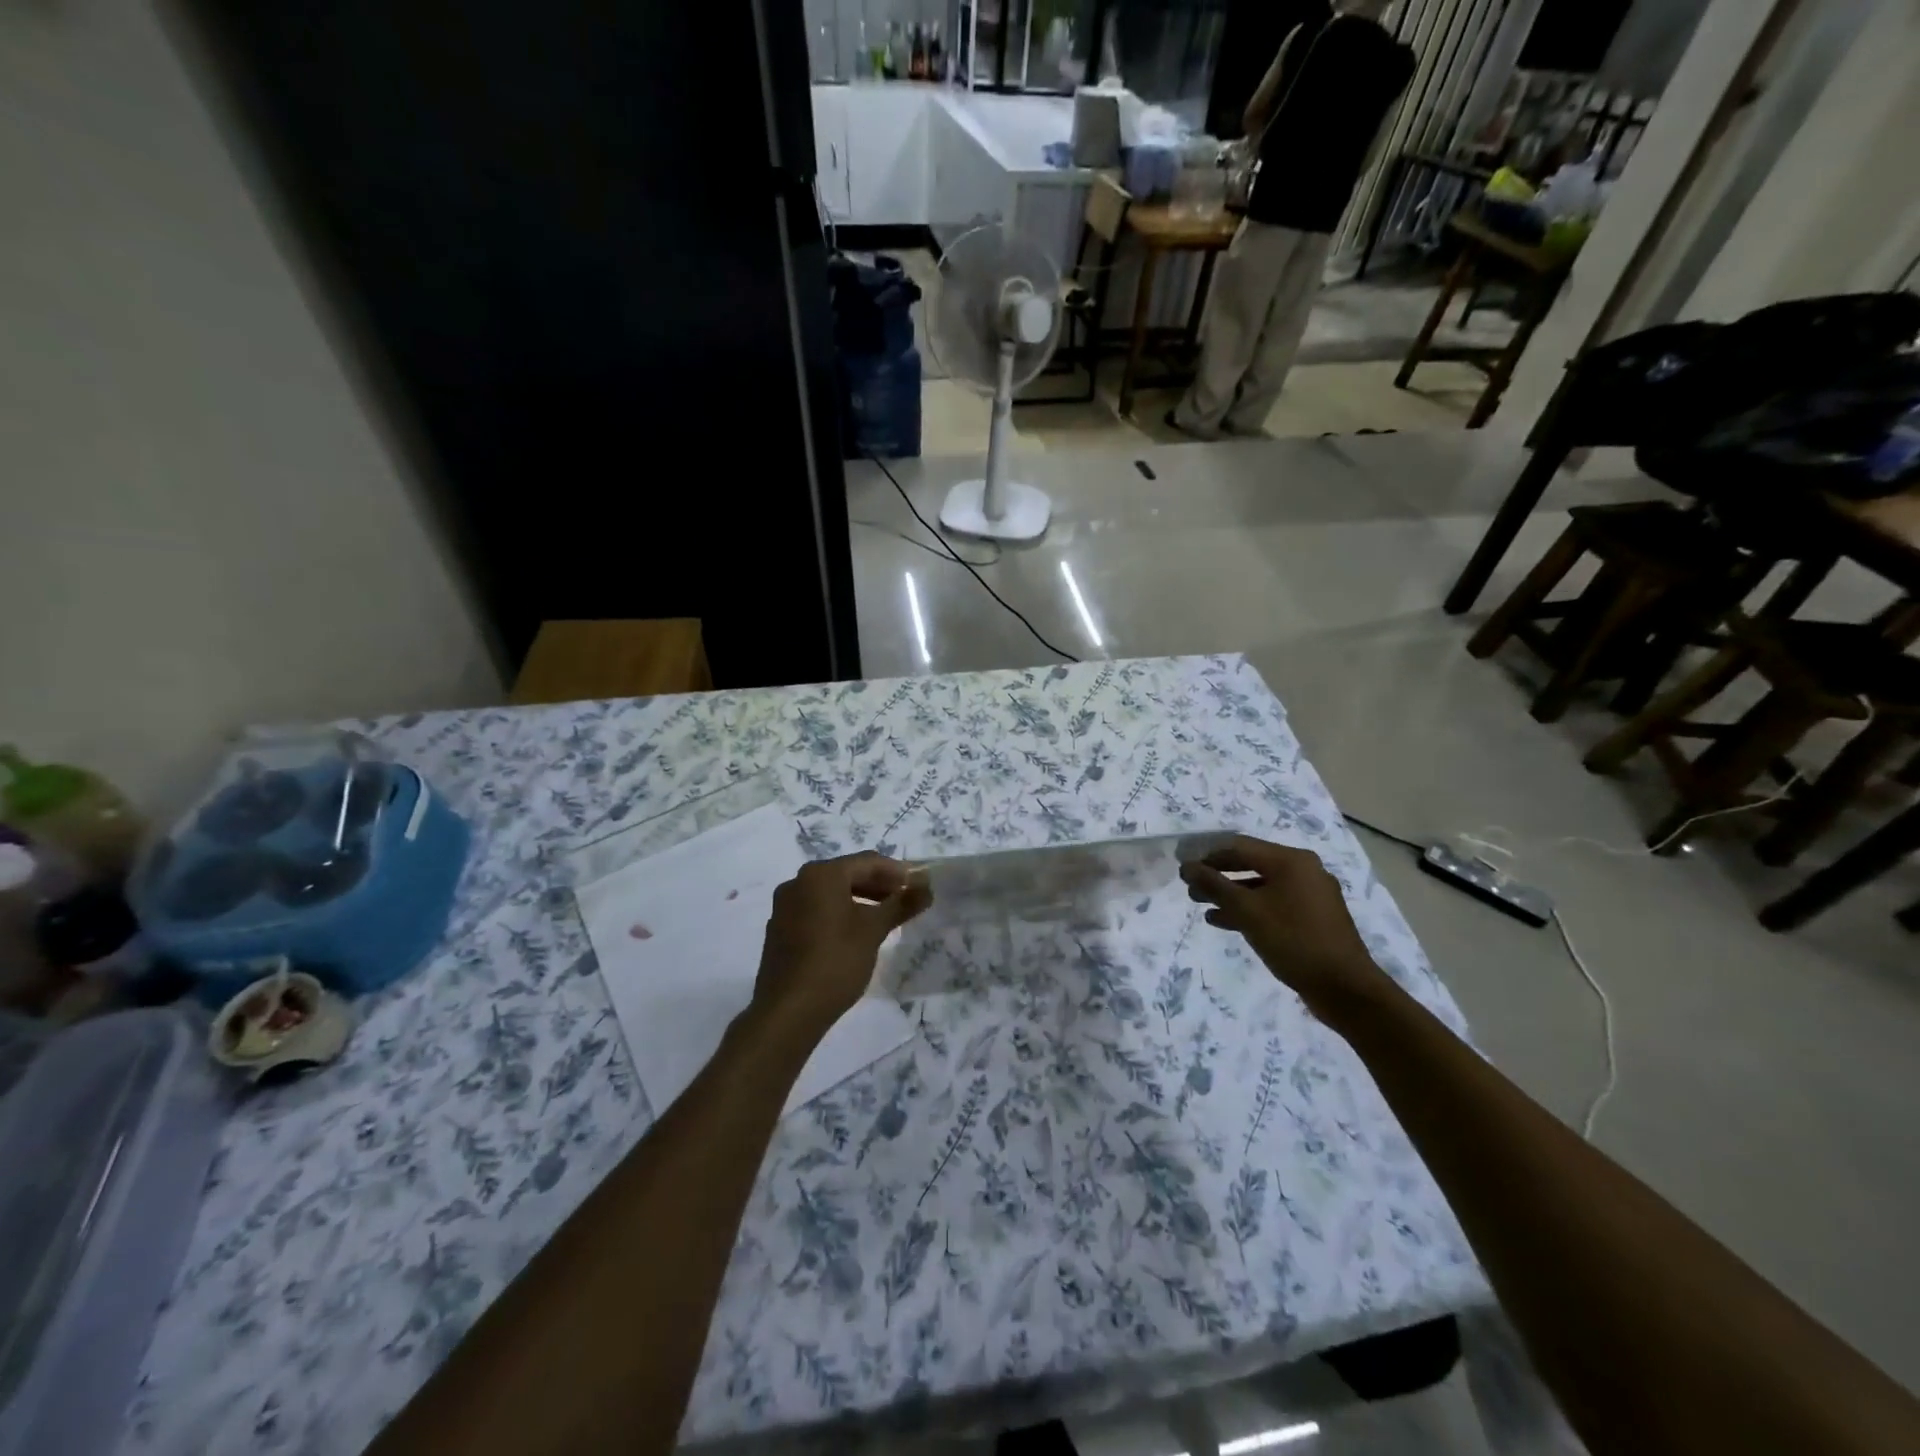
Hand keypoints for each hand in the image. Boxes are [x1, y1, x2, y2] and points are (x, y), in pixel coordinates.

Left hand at [751, 852, 931, 1038]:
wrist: (788, 1012)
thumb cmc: (836, 962)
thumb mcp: (873, 930)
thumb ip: (901, 904)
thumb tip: (926, 887)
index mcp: (820, 875)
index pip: (867, 861)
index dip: (897, 872)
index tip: (918, 886)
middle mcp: (798, 882)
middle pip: (847, 874)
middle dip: (878, 885)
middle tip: (904, 901)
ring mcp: (785, 907)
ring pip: (830, 893)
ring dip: (859, 900)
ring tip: (884, 918)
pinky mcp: (779, 930)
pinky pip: (815, 911)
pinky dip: (838, 914)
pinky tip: (855, 934)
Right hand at [1180, 835, 1391, 1027]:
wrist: (1345, 988)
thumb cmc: (1293, 940)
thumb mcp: (1247, 911)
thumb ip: (1214, 885)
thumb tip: (1187, 866)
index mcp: (1291, 861)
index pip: (1239, 847)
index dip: (1208, 856)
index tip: (1184, 870)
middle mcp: (1304, 870)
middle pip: (1251, 864)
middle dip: (1219, 876)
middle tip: (1191, 890)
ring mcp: (1311, 895)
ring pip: (1261, 887)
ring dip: (1231, 895)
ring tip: (1203, 907)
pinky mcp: (1313, 918)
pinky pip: (1274, 904)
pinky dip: (1250, 909)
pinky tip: (1225, 922)